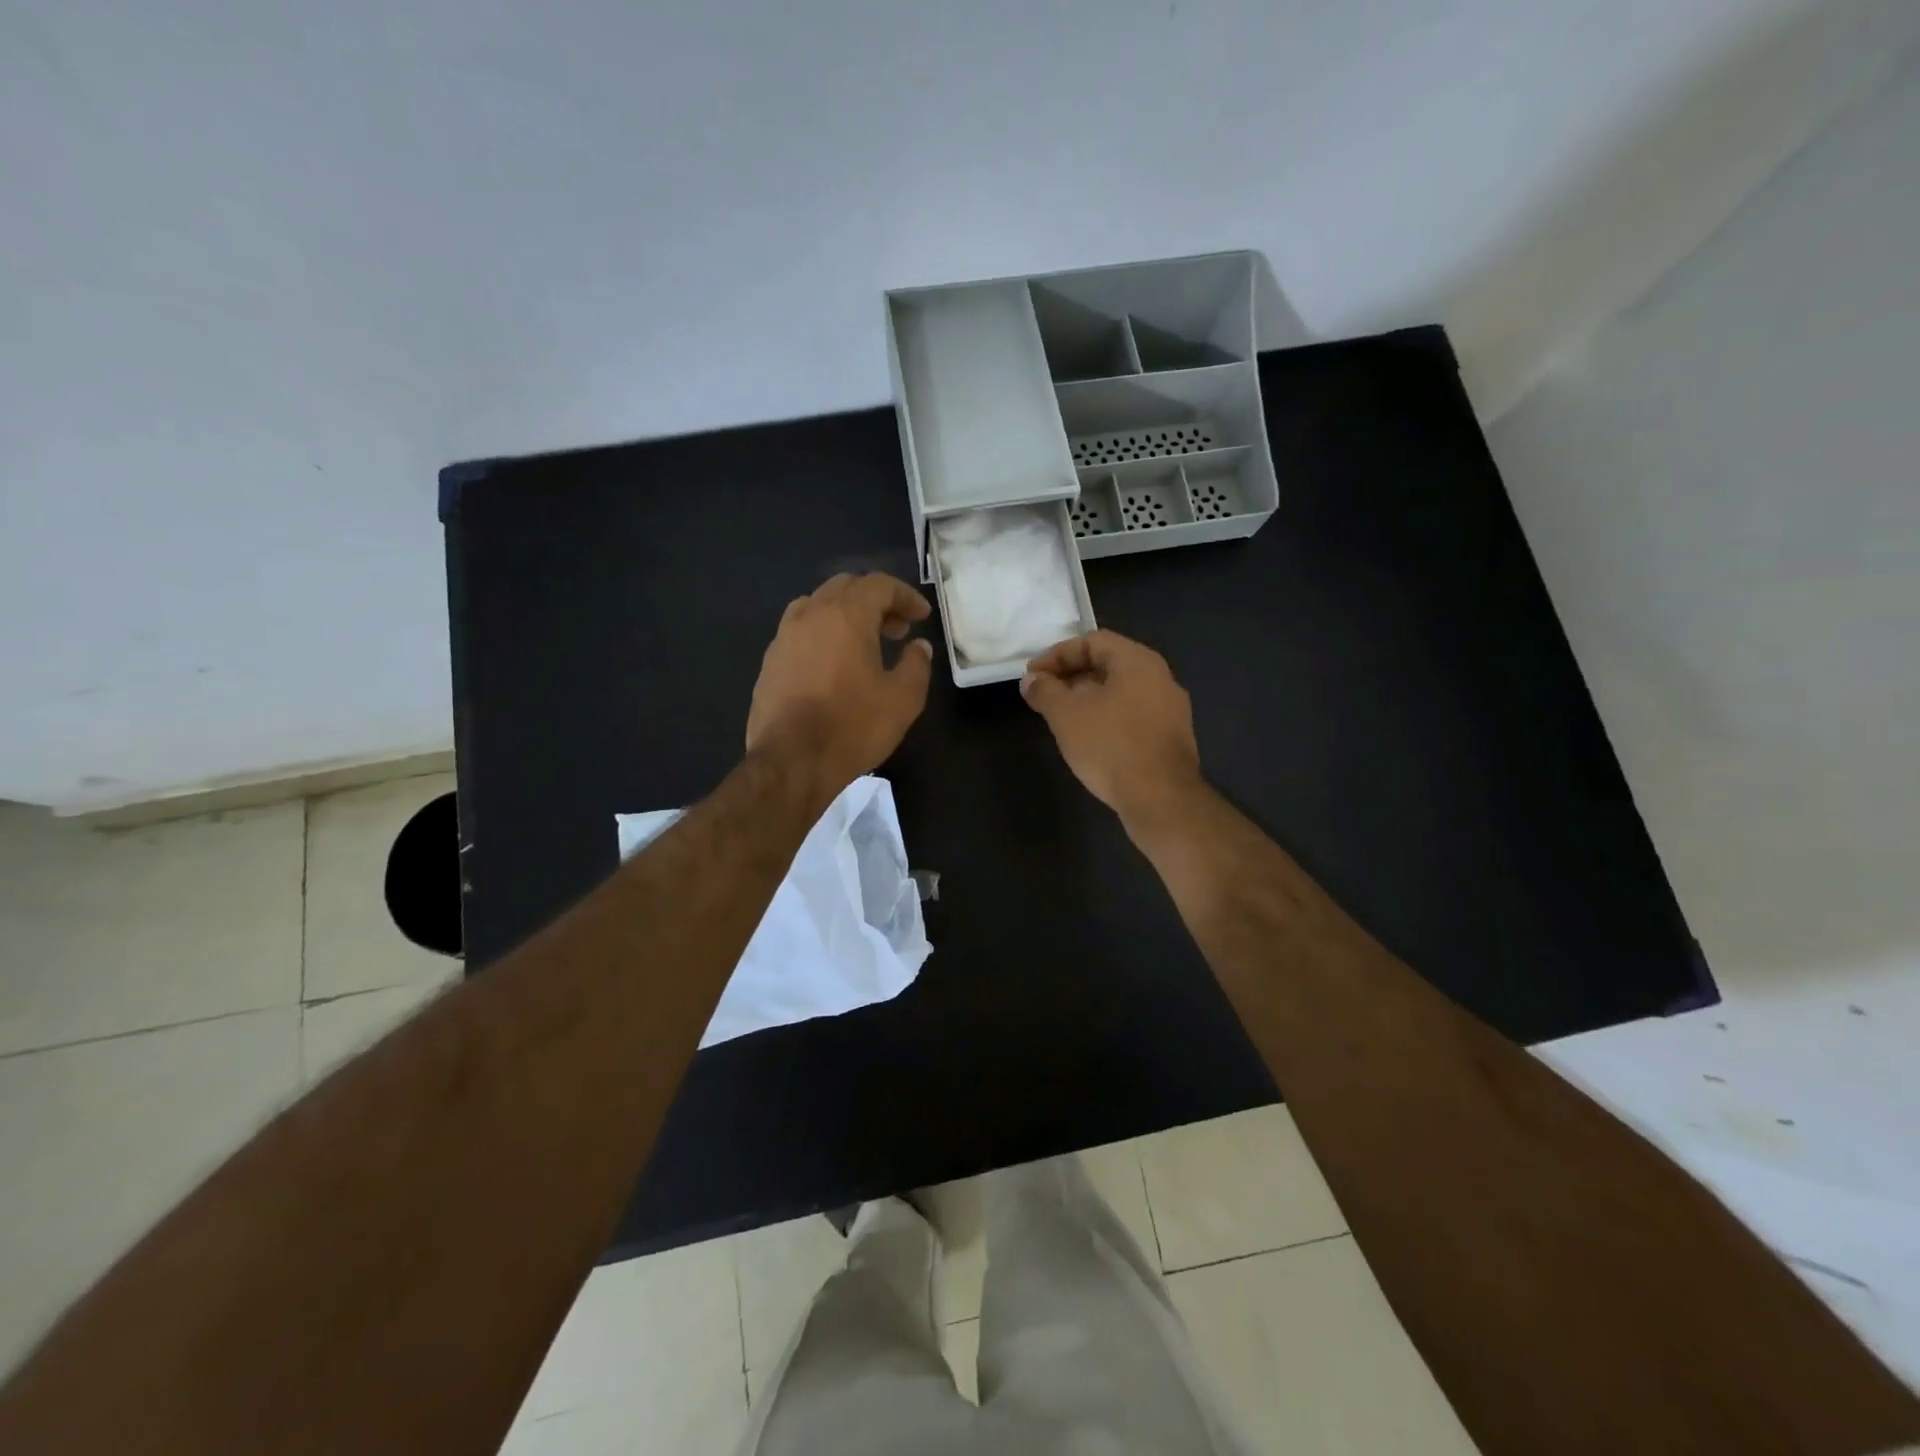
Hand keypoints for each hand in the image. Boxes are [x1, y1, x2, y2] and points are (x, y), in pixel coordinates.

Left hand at [747, 572, 933, 795]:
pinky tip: (832, 664)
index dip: (905, 596)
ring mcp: (784, 637)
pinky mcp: (769, 662)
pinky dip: (822, 634)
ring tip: (863, 642)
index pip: (879, 585)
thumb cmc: (853, 726)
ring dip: (845, 614)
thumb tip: (919, 647)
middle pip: (846, 588)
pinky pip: (799, 631)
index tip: (921, 617)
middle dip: (875, 601)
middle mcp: (811, 615)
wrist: (791, 761)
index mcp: (846, 615)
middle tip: (897, 629)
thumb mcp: (903, 699)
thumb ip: (916, 665)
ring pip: (817, 605)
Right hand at [1021, 630, 1203, 828]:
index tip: (1032, 676)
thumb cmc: (1111, 746)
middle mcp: (1160, 678)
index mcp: (1138, 661)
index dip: (1057, 655)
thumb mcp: (1066, 715)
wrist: (1160, 799)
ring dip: (1087, 699)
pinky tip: (1088, 740)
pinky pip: (1132, 715)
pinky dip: (1106, 718)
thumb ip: (1045, 691)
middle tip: (1043, 696)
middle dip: (1070, 676)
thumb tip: (1032, 680)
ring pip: (1121, 692)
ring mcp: (1170, 709)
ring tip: (1060, 718)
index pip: (1092, 641)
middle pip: (1108, 664)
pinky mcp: (1170, 738)